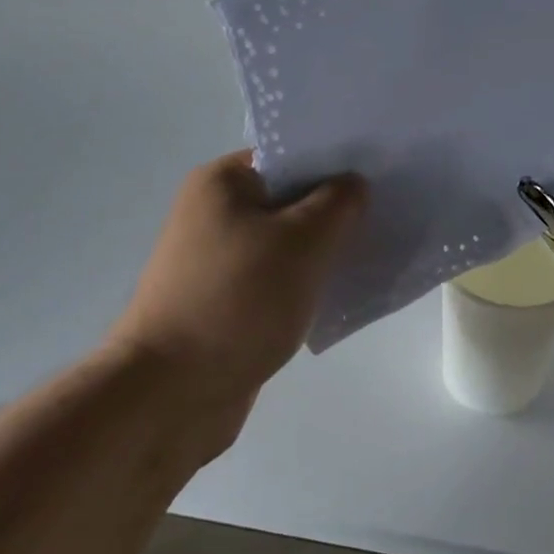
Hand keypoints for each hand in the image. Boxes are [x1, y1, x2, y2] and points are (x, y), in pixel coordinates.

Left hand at [105, 152, 365, 449]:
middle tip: (385, 212)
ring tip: (370, 251)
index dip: (336, 161)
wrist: (167, 399)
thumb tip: (354, 185)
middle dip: (334, 208)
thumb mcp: (303, 241)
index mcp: (222, 182)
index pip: (290, 154)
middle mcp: (213, 212)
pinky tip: (340, 292)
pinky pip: (276, 278)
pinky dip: (305, 282)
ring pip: (286, 241)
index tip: (379, 173)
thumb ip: (339, 202)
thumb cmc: (236, 301)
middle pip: (290, 197)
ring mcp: (216, 260)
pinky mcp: (224, 302)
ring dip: (322, 249)